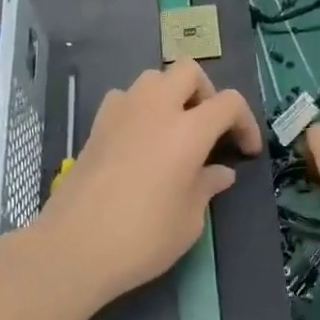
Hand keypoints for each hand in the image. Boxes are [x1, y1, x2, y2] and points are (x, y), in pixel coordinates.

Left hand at [43, 59, 260, 302]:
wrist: (73, 248)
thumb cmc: (142, 238)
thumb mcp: (190, 220)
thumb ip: (207, 186)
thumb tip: (219, 171)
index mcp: (188, 130)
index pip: (229, 102)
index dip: (245, 122)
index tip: (246, 151)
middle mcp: (156, 108)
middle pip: (189, 71)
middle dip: (206, 93)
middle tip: (208, 128)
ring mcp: (122, 112)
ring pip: (154, 78)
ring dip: (171, 94)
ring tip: (174, 129)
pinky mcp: (96, 125)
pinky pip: (125, 98)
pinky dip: (139, 108)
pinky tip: (139, 138)